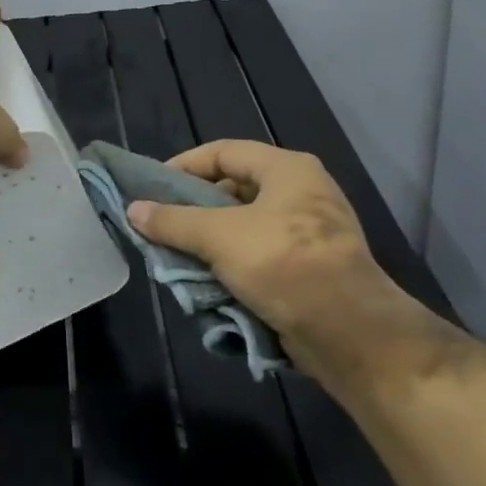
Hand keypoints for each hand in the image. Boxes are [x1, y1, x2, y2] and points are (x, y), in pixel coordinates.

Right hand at [125, 140, 448, 388]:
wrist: (351, 333)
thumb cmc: (284, 265)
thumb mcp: (219, 237)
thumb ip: (173, 221)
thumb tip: (133, 209)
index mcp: (287, 170)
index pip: (224, 152)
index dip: (184, 166)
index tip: (153, 188)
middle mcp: (301, 193)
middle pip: (233, 189)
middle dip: (194, 209)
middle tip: (163, 225)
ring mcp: (308, 232)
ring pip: (244, 226)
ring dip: (210, 241)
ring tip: (178, 255)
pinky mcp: (309, 268)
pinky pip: (259, 255)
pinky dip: (232, 264)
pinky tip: (207, 280)